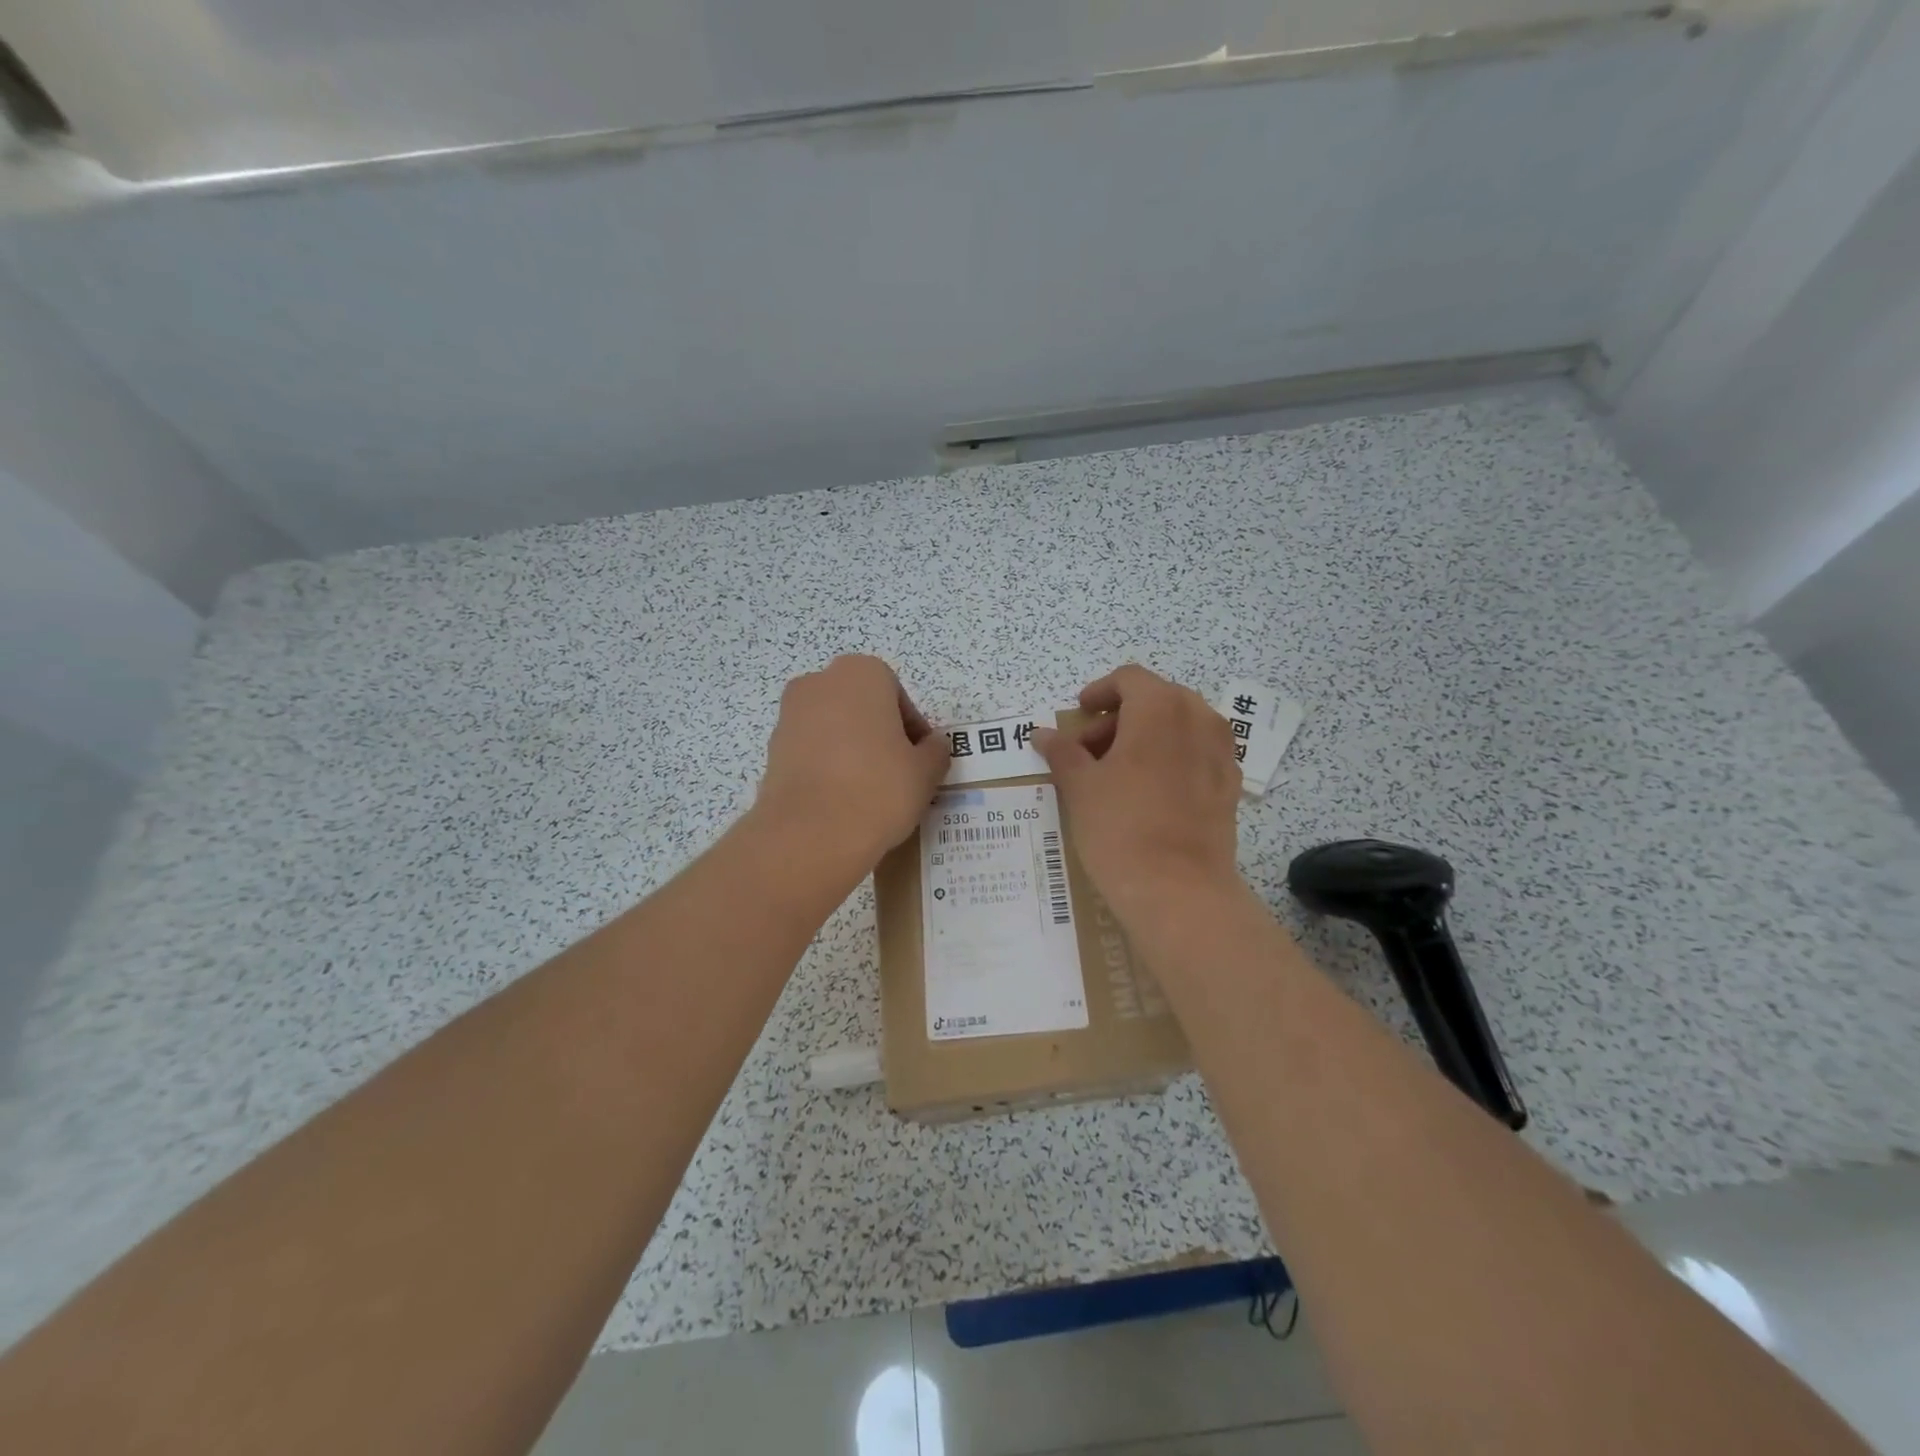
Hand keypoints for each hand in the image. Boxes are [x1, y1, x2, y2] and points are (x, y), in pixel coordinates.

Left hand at [754, 655, 949, 870]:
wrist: (810, 835)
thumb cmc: (879, 789)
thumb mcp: (926, 771)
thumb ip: (935, 750)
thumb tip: (932, 746)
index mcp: (861, 673)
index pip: (897, 695)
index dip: (912, 729)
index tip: (919, 760)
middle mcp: (819, 683)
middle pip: (861, 706)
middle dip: (879, 733)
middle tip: (897, 772)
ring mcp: (790, 715)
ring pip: (833, 728)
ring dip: (852, 750)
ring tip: (868, 791)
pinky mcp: (772, 750)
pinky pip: (811, 752)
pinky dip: (827, 767)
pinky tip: (840, 799)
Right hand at [1032, 665, 1241, 917]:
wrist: (1179, 891)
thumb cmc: (1121, 827)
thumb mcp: (1080, 786)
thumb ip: (1062, 752)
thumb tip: (1042, 733)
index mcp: (1160, 707)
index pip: (1129, 679)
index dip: (1099, 692)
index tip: (1079, 714)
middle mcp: (1199, 718)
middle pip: (1156, 700)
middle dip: (1119, 718)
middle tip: (1089, 751)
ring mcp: (1221, 753)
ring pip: (1179, 727)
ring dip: (1146, 738)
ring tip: (1116, 773)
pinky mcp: (1230, 786)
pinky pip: (1196, 756)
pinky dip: (1171, 760)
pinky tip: (1149, 793)